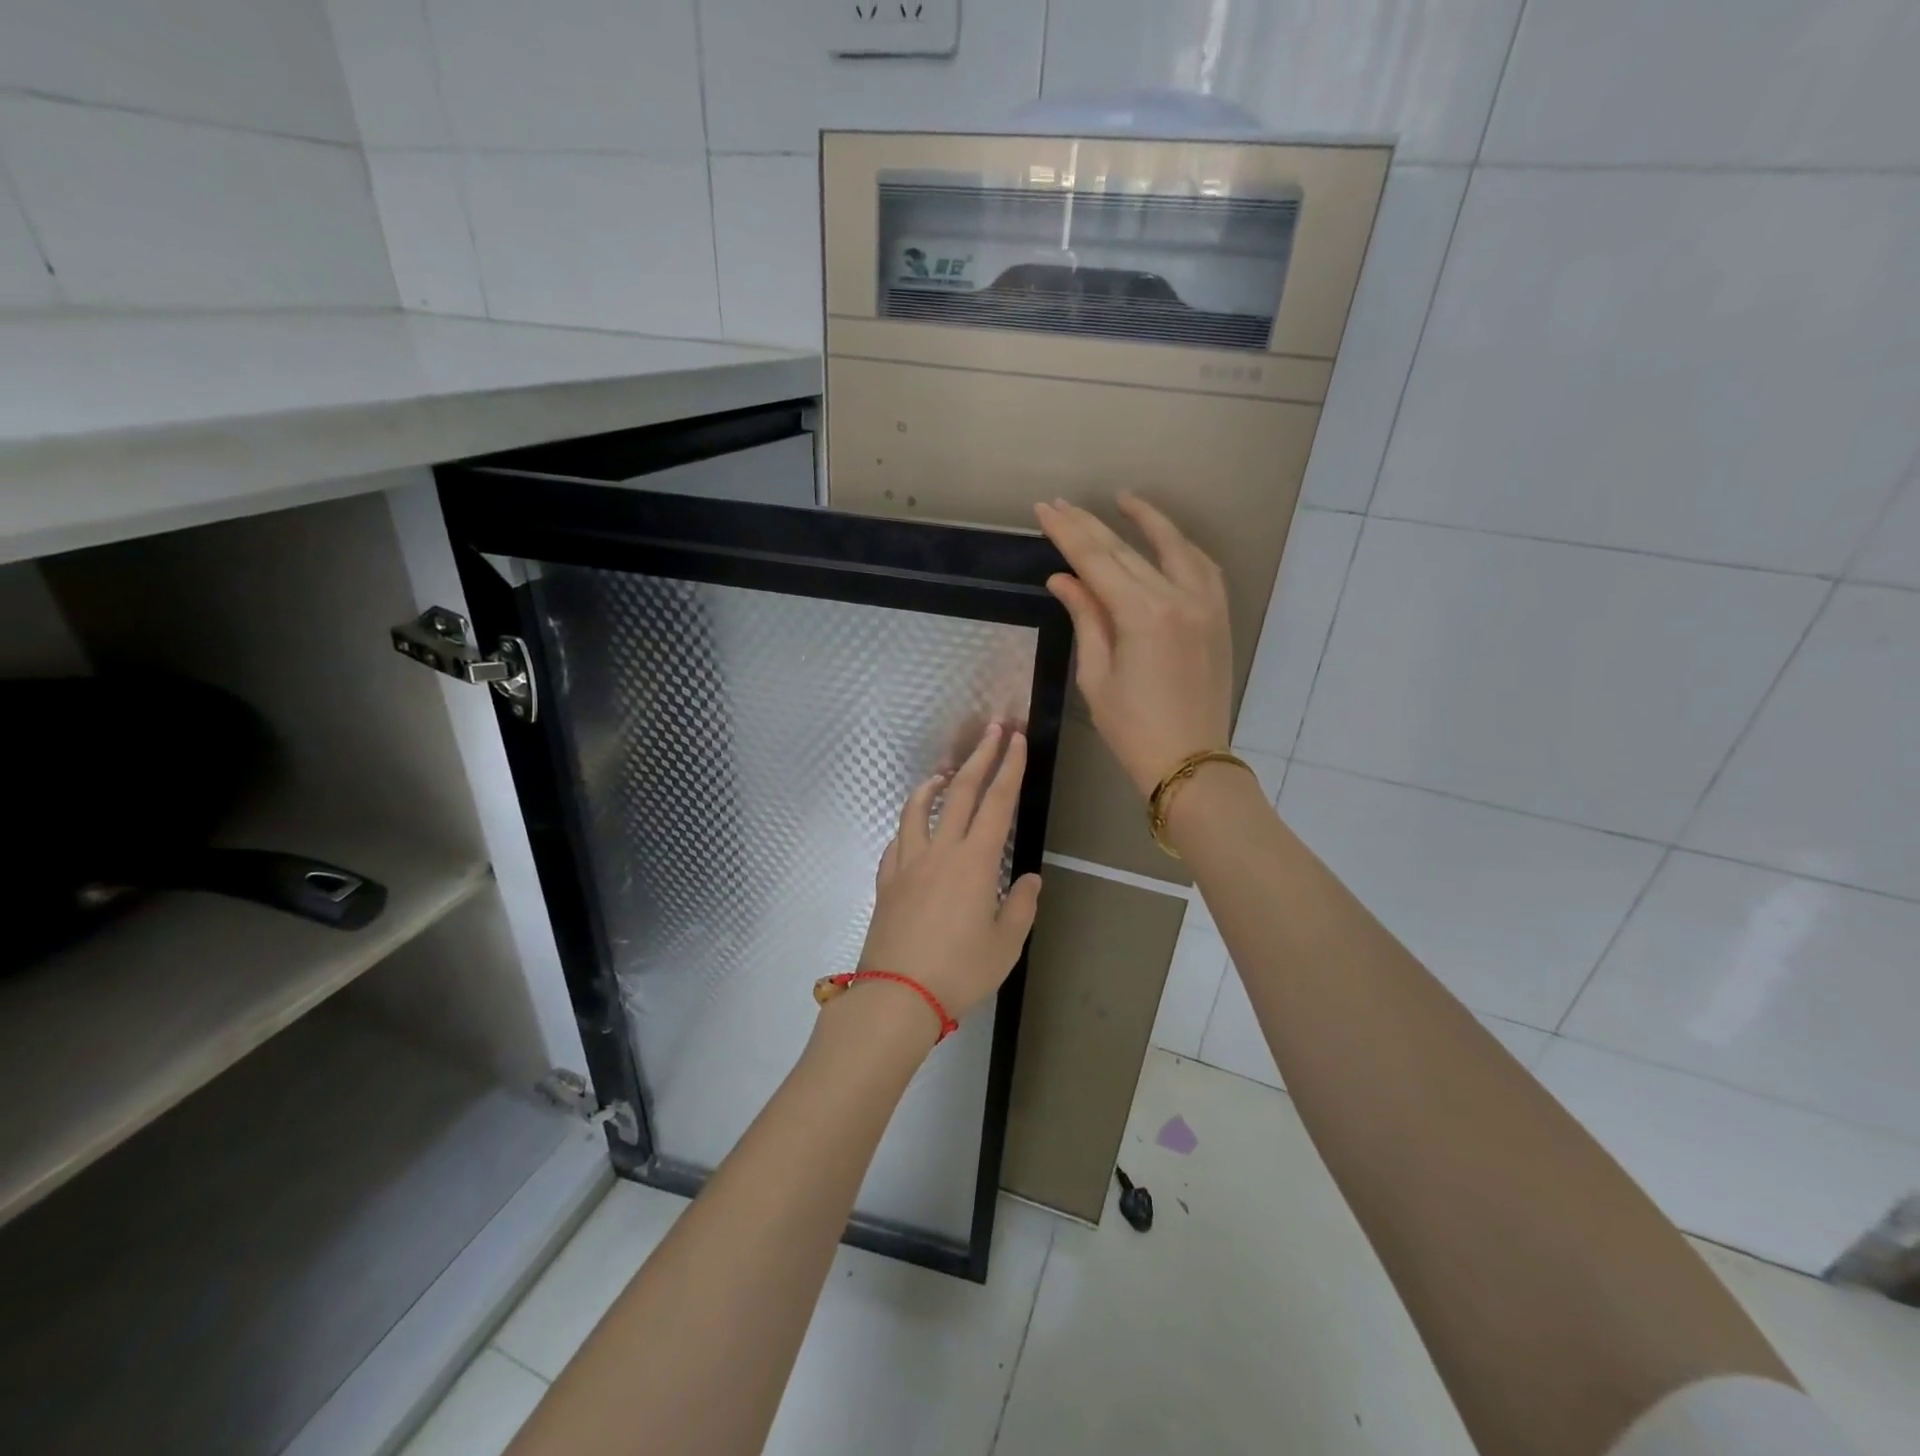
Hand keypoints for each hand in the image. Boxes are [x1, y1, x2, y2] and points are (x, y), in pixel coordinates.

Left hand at [853, 724, 1042, 1030]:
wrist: (897, 995)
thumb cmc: (960, 971)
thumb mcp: (1006, 944)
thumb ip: (1020, 906)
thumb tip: (1029, 879)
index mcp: (974, 861)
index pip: (997, 802)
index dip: (1009, 768)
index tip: (1016, 740)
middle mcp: (940, 851)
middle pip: (962, 793)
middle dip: (980, 757)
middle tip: (993, 730)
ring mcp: (908, 863)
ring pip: (919, 809)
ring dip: (934, 785)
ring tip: (944, 773)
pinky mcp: (887, 881)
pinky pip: (896, 842)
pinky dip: (908, 826)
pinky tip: (913, 829)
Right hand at [1034, 493, 1232, 795]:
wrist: (1190, 762)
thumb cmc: (1132, 728)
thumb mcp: (1097, 676)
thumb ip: (1086, 618)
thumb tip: (1063, 579)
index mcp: (1142, 614)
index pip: (1096, 560)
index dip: (1067, 532)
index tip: (1044, 509)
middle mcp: (1178, 597)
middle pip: (1128, 549)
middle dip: (1091, 525)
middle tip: (1062, 504)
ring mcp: (1206, 604)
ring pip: (1174, 547)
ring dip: (1147, 521)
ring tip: (1122, 501)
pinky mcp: (1219, 616)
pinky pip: (1203, 567)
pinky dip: (1182, 547)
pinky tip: (1166, 540)